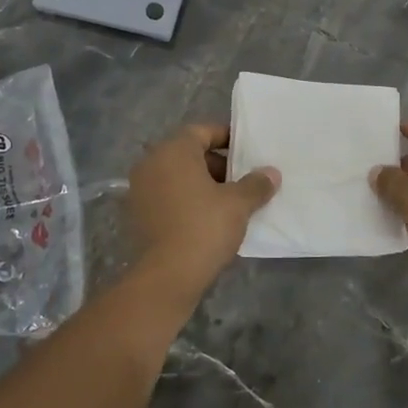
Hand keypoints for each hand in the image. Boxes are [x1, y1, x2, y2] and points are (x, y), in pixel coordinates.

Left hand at [127, 124, 278, 291]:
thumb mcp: (238, 204)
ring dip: (202, 184)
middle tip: (242, 180)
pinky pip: (167, 197)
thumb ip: (256, 184)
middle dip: (217, 165)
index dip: (227, 138)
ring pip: (177, 177)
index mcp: (173, 151)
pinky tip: (208, 220)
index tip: (247, 151)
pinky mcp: (137, 215)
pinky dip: (186, 201)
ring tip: (229, 202)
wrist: (166, 276)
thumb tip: (271, 173)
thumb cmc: (203, 228)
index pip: (202, 131)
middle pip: (188, 154)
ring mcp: (139, 190)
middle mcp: (151, 163)